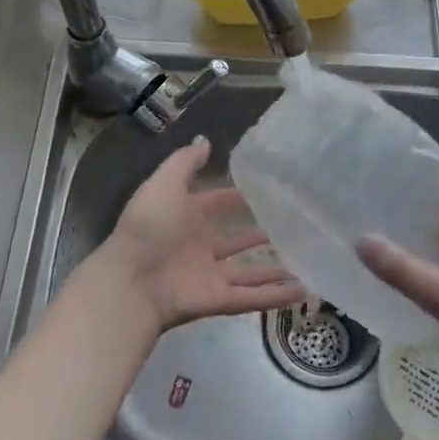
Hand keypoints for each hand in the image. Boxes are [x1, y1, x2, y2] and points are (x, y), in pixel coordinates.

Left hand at [89, 137, 302, 332]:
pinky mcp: (219, 300)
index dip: (236, 197)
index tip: (266, 190)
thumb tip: (206, 140)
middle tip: (293, 226)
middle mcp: (200, 246)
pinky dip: (277, 296)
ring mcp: (210, 275)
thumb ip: (186, 162)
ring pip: (250, 272)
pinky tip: (304, 290)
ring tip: (306, 262)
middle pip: (235, 241)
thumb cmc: (149, 226)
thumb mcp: (164, 183)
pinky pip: (253, 297)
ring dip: (275, 269)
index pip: (216, 203)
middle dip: (259, 234)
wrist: (132, 280)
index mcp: (185, 217)